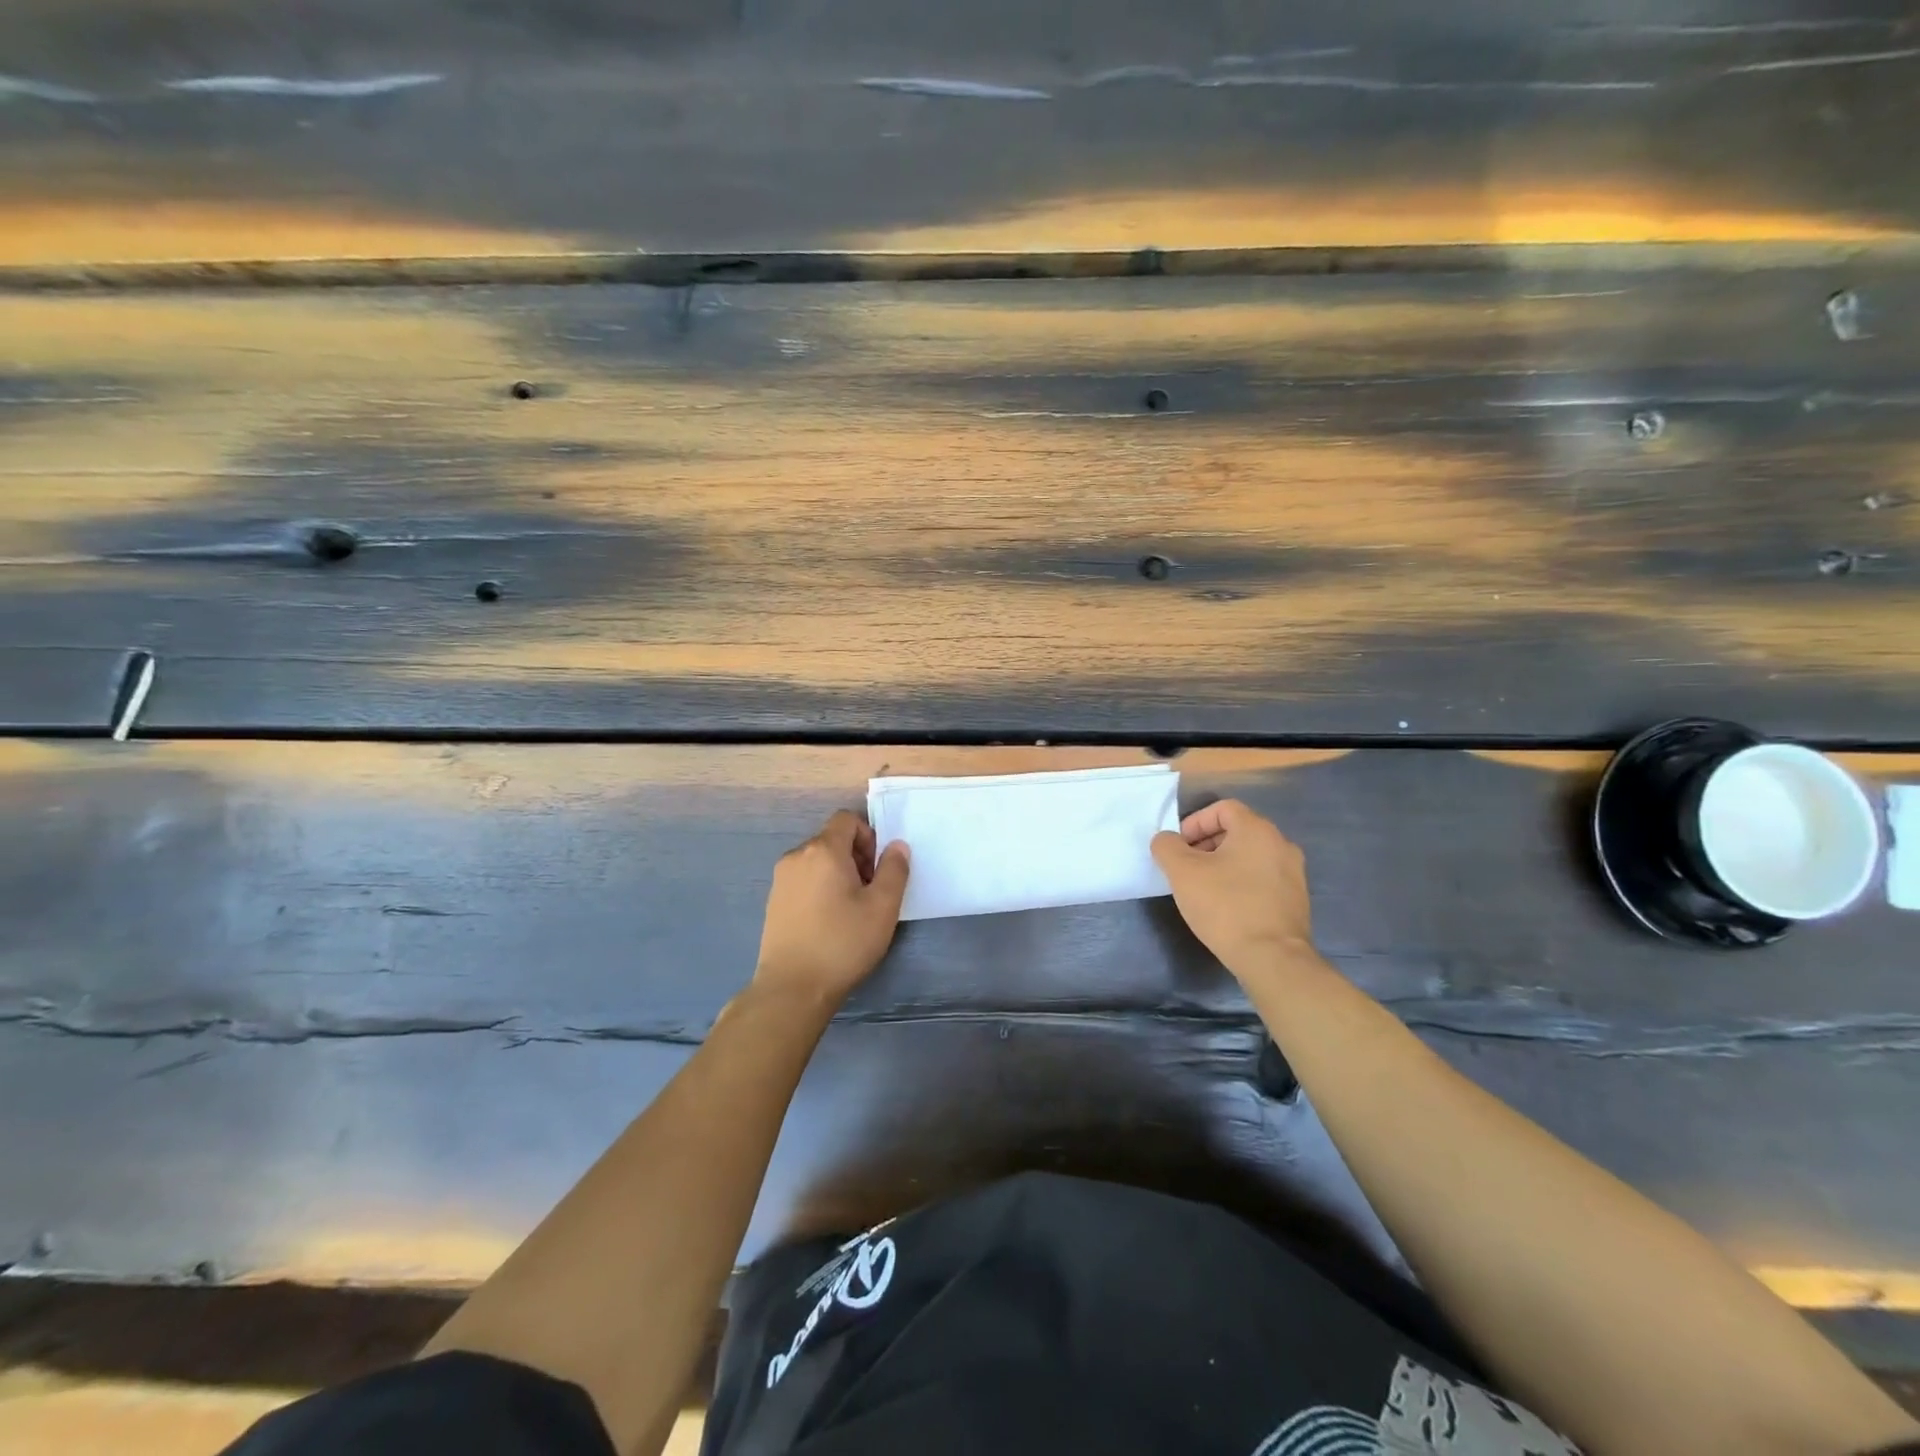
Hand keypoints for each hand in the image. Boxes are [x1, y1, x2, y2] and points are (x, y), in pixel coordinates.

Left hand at [754, 810, 910, 1006]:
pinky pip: (803, 880)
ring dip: (838, 874)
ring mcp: (780, 880)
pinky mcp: (773, 902)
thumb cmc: (843, 943)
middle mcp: (796, 856)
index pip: (847, 819)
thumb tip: (896, 846)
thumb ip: (894, 869)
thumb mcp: (882, 907)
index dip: (868, 836)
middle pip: (832, 840)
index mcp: (823, 850)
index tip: (877, 869)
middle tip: (869, 892)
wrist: (792, 988)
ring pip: (817, 861)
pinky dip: (819, 889)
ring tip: (850, 910)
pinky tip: (828, 922)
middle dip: (855, 857)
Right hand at [1151, 799, 1317, 977]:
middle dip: (1206, 843)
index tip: (1179, 847)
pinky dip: (1241, 882)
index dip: (1195, 822)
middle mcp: (1281, 844)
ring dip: (1223, 864)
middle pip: (1237, 830)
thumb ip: (1167, 846)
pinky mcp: (1296, 899)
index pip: (1222, 808)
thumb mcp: (1182, 872)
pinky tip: (1226, 906)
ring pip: (1250, 855)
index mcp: (1257, 830)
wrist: (1272, 958)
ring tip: (1203, 888)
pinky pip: (1262, 878)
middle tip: (1186, 867)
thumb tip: (1167, 840)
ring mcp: (1293, 873)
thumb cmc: (1225, 906)